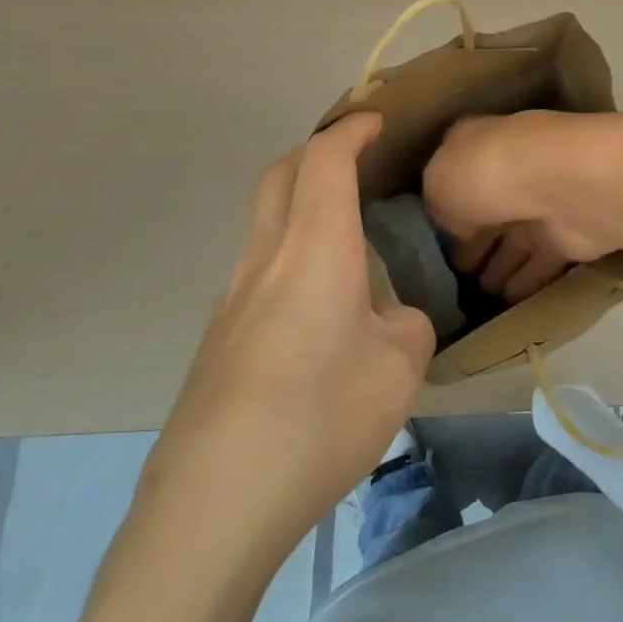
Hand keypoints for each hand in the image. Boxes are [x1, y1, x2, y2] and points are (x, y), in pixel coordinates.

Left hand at [145, 113, 434, 551]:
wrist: (216, 500)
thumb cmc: (321, 416)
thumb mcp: (400, 367)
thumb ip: (406, 325)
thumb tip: (388, 318)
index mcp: (314, 246)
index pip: (325, 160)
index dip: (350, 130)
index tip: (375, 120)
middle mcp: (266, 257)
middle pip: (279, 175)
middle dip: (316, 151)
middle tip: (354, 159)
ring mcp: (233, 297)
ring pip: (264, 221)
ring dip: (299, 203)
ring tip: (344, 236)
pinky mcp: (219, 336)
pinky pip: (258, 267)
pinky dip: (289, 252)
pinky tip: (317, 305)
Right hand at [422, 112, 613, 302]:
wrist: (560, 184)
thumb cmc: (487, 173)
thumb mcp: (437, 184)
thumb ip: (439, 206)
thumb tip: (455, 226)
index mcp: (475, 143)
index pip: (455, 173)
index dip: (443, 205)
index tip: (431, 236)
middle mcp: (510, 166)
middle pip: (486, 209)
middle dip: (472, 241)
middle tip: (456, 273)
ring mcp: (542, 199)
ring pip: (515, 238)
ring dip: (500, 264)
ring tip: (481, 293)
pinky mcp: (569, 233)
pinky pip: (541, 260)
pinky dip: (527, 279)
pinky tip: (509, 299)